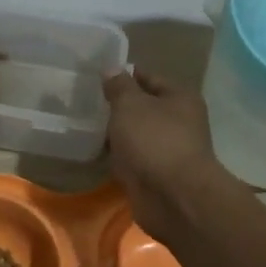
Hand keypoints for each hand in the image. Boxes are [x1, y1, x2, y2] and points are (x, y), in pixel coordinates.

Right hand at [102, 69, 233, 238]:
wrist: (172, 197)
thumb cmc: (154, 141)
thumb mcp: (131, 105)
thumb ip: (119, 86)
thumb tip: (112, 68)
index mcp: (180, 98)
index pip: (149, 77)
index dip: (124, 76)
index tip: (96, 76)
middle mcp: (179, 122)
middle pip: (143, 108)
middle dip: (118, 107)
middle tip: (86, 103)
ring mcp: (168, 151)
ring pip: (136, 136)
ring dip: (116, 134)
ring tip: (85, 127)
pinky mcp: (156, 175)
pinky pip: (133, 159)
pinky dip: (118, 158)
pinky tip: (95, 153)